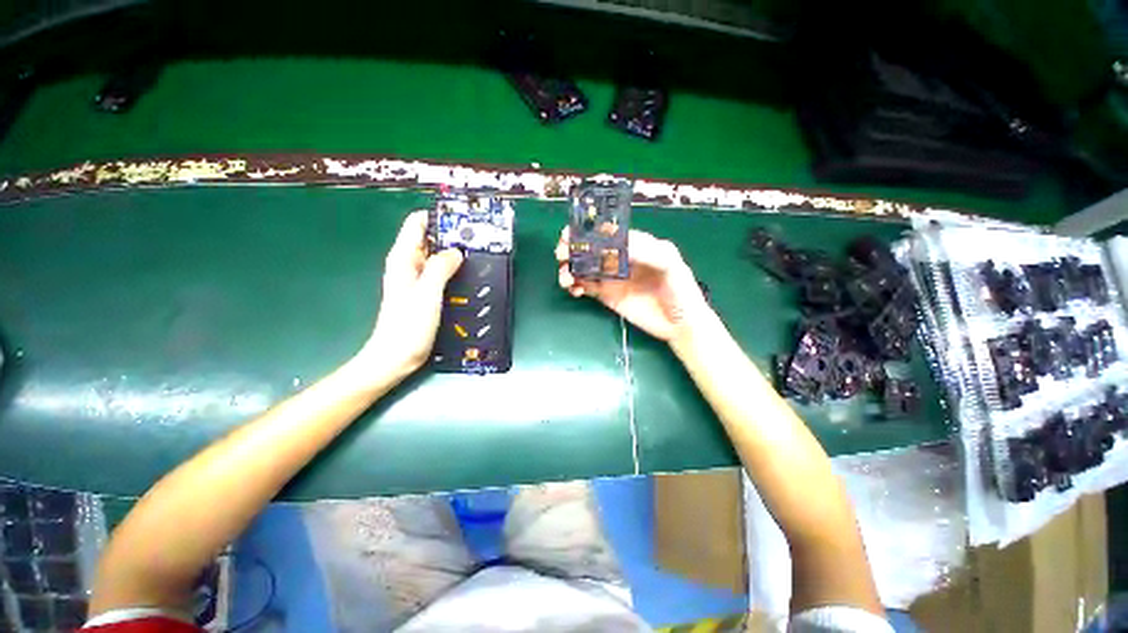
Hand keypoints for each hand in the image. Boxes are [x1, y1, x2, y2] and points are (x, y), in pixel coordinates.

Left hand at [360, 211, 462, 378]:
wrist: (396, 357)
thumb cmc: (408, 327)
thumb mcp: (427, 294)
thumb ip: (440, 268)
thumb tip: (456, 251)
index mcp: (403, 258)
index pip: (417, 223)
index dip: (438, 217)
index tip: (463, 220)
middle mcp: (409, 264)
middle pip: (430, 238)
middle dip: (451, 234)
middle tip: (478, 238)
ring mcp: (417, 279)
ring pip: (437, 256)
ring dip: (455, 253)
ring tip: (478, 253)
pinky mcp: (425, 292)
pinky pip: (441, 272)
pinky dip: (454, 269)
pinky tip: (469, 274)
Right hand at [555, 227, 713, 346]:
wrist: (680, 324)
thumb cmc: (681, 290)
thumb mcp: (670, 264)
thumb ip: (646, 251)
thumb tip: (616, 246)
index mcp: (634, 244)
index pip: (607, 232)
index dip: (588, 231)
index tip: (572, 234)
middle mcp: (619, 258)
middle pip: (590, 248)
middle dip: (573, 248)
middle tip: (562, 254)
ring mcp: (611, 277)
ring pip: (584, 267)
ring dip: (570, 268)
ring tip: (566, 278)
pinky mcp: (606, 295)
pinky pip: (585, 286)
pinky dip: (575, 285)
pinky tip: (574, 290)